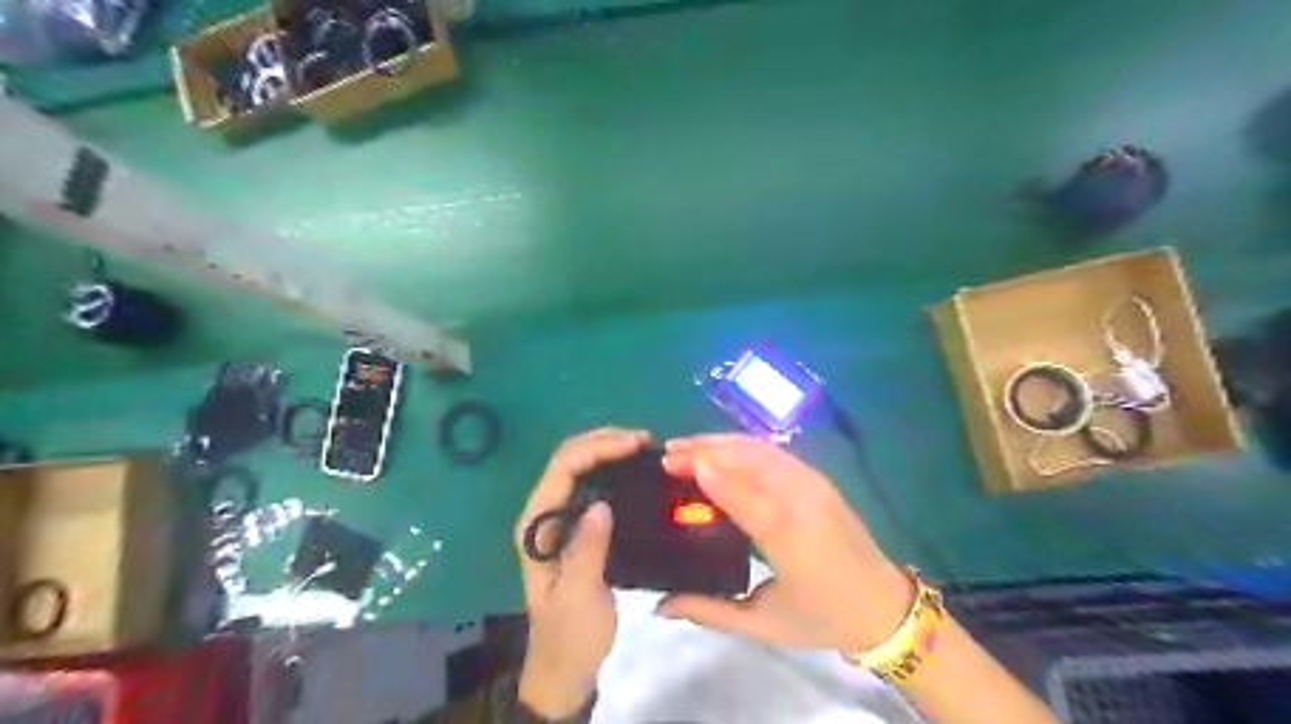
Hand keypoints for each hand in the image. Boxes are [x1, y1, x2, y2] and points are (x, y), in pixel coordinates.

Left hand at [519, 427, 656, 713]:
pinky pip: (592, 483)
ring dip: (608, 449)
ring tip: (643, 448)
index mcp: (536, 525)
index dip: (596, 448)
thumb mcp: (579, 596)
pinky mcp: (577, 526)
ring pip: (579, 466)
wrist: (566, 663)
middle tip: (644, 441)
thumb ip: (587, 550)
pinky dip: (613, 468)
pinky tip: (635, 470)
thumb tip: (602, 504)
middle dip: (603, 441)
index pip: (562, 469)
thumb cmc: (570, 633)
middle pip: (568, 458)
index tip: (634, 445)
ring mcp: (560, 517)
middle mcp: (543, 513)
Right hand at [658, 433, 911, 653]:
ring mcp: (812, 483)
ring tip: (687, 445)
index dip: (704, 469)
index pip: (740, 491)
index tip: (669, 461)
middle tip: (668, 452)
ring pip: (760, 448)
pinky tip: (722, 450)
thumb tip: (659, 605)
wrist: (883, 606)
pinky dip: (742, 445)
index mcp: (787, 534)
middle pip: (747, 458)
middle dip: (705, 448)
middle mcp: (800, 498)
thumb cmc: (822, 618)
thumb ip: (709, 611)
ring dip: (721, 442)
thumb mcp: (762, 624)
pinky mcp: (817, 478)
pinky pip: (774, 452)